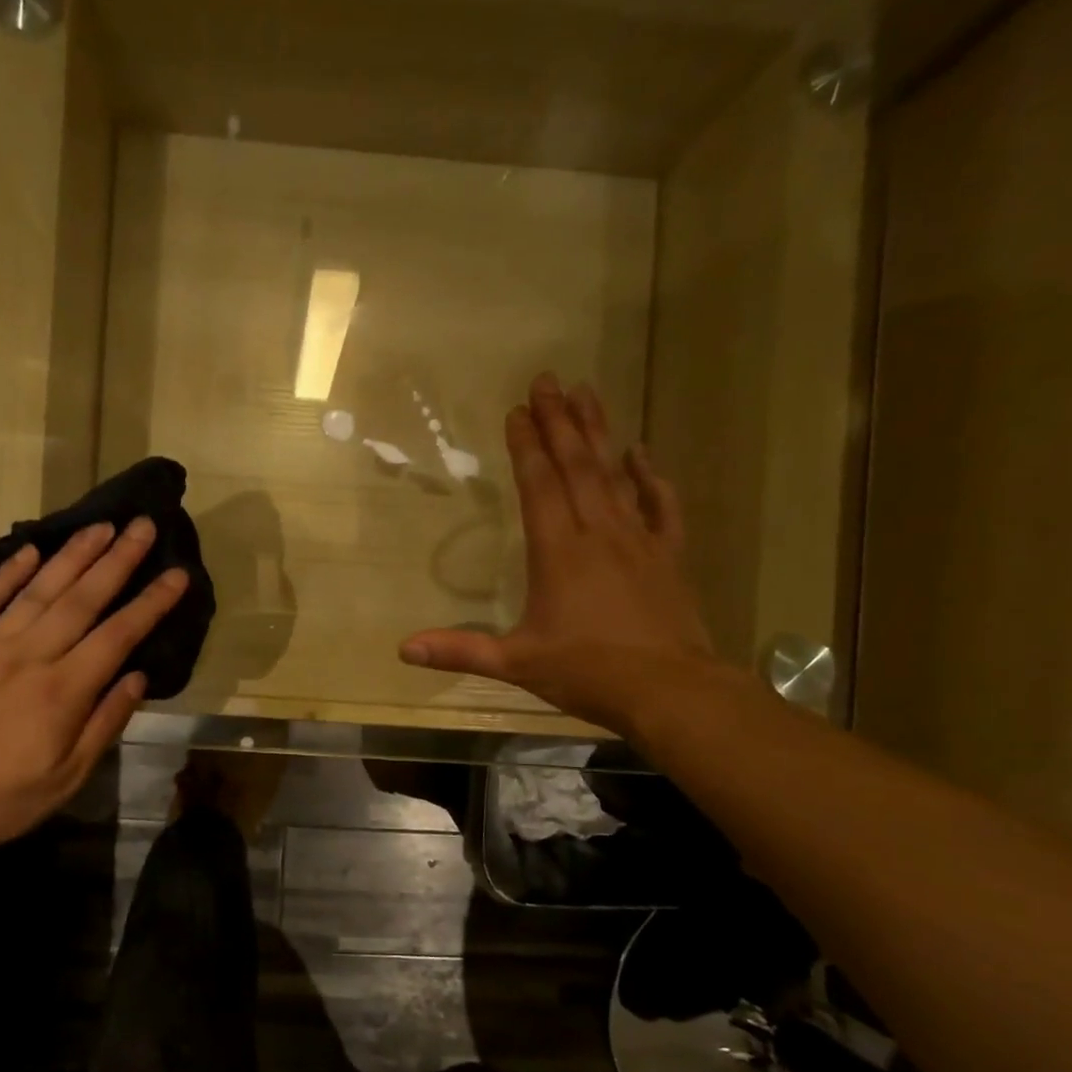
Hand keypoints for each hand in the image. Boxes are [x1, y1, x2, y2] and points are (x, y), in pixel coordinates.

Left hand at [0, 519, 186, 857]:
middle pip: (82, 598)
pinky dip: (7, 573)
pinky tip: (29, 551)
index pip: (119, 635)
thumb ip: (105, 723)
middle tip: (143, 525)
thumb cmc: (2, 797)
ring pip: (38, 589)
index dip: (151, 602)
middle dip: (118, 559)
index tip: (177, 574)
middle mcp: (31, 655)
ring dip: (72, 554)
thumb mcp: (67, 778)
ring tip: (101, 525)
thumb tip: (138, 677)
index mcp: (64, 691)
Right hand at [400, 373, 727, 735]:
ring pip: (615, 475)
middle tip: (548, 380)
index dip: (526, 446)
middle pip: (577, 467)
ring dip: (599, 433)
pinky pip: (660, 506)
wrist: (669, 691)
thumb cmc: (588, 673)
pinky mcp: (667, 556)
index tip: (517, 410)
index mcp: (558, 553)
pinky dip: (650, 478)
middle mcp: (598, 534)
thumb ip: (460, 650)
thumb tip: (402, 648)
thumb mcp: (516, 663)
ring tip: (586, 393)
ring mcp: (638, 541)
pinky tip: (641, 453)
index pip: (539, 486)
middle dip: (560, 422)